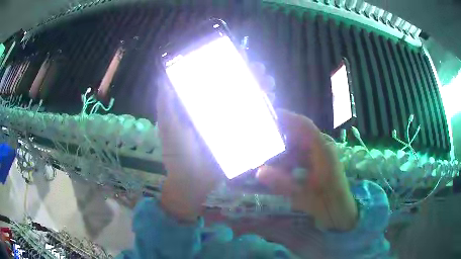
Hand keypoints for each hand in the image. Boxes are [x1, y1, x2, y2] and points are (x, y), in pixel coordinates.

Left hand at [157, 61, 275, 221]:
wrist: (191, 182)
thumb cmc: (177, 153)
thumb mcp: (169, 126)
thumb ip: (165, 103)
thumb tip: (163, 76)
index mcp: (202, 105)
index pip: (217, 80)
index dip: (228, 67)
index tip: (240, 56)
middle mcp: (218, 112)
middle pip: (237, 89)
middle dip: (251, 77)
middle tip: (261, 71)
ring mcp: (231, 125)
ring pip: (249, 104)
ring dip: (261, 92)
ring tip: (269, 85)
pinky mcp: (240, 139)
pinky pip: (255, 124)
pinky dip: (265, 114)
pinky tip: (272, 106)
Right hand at [257, 110, 357, 230]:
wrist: (341, 213)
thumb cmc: (328, 203)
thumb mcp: (305, 196)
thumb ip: (283, 184)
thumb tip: (259, 171)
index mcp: (323, 150)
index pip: (304, 126)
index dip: (287, 117)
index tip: (267, 114)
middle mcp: (322, 148)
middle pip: (297, 134)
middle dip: (278, 136)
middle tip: (258, 139)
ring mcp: (320, 155)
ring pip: (296, 146)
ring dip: (281, 151)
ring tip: (263, 157)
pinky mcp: (317, 163)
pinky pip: (299, 156)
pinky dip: (287, 160)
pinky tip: (276, 169)